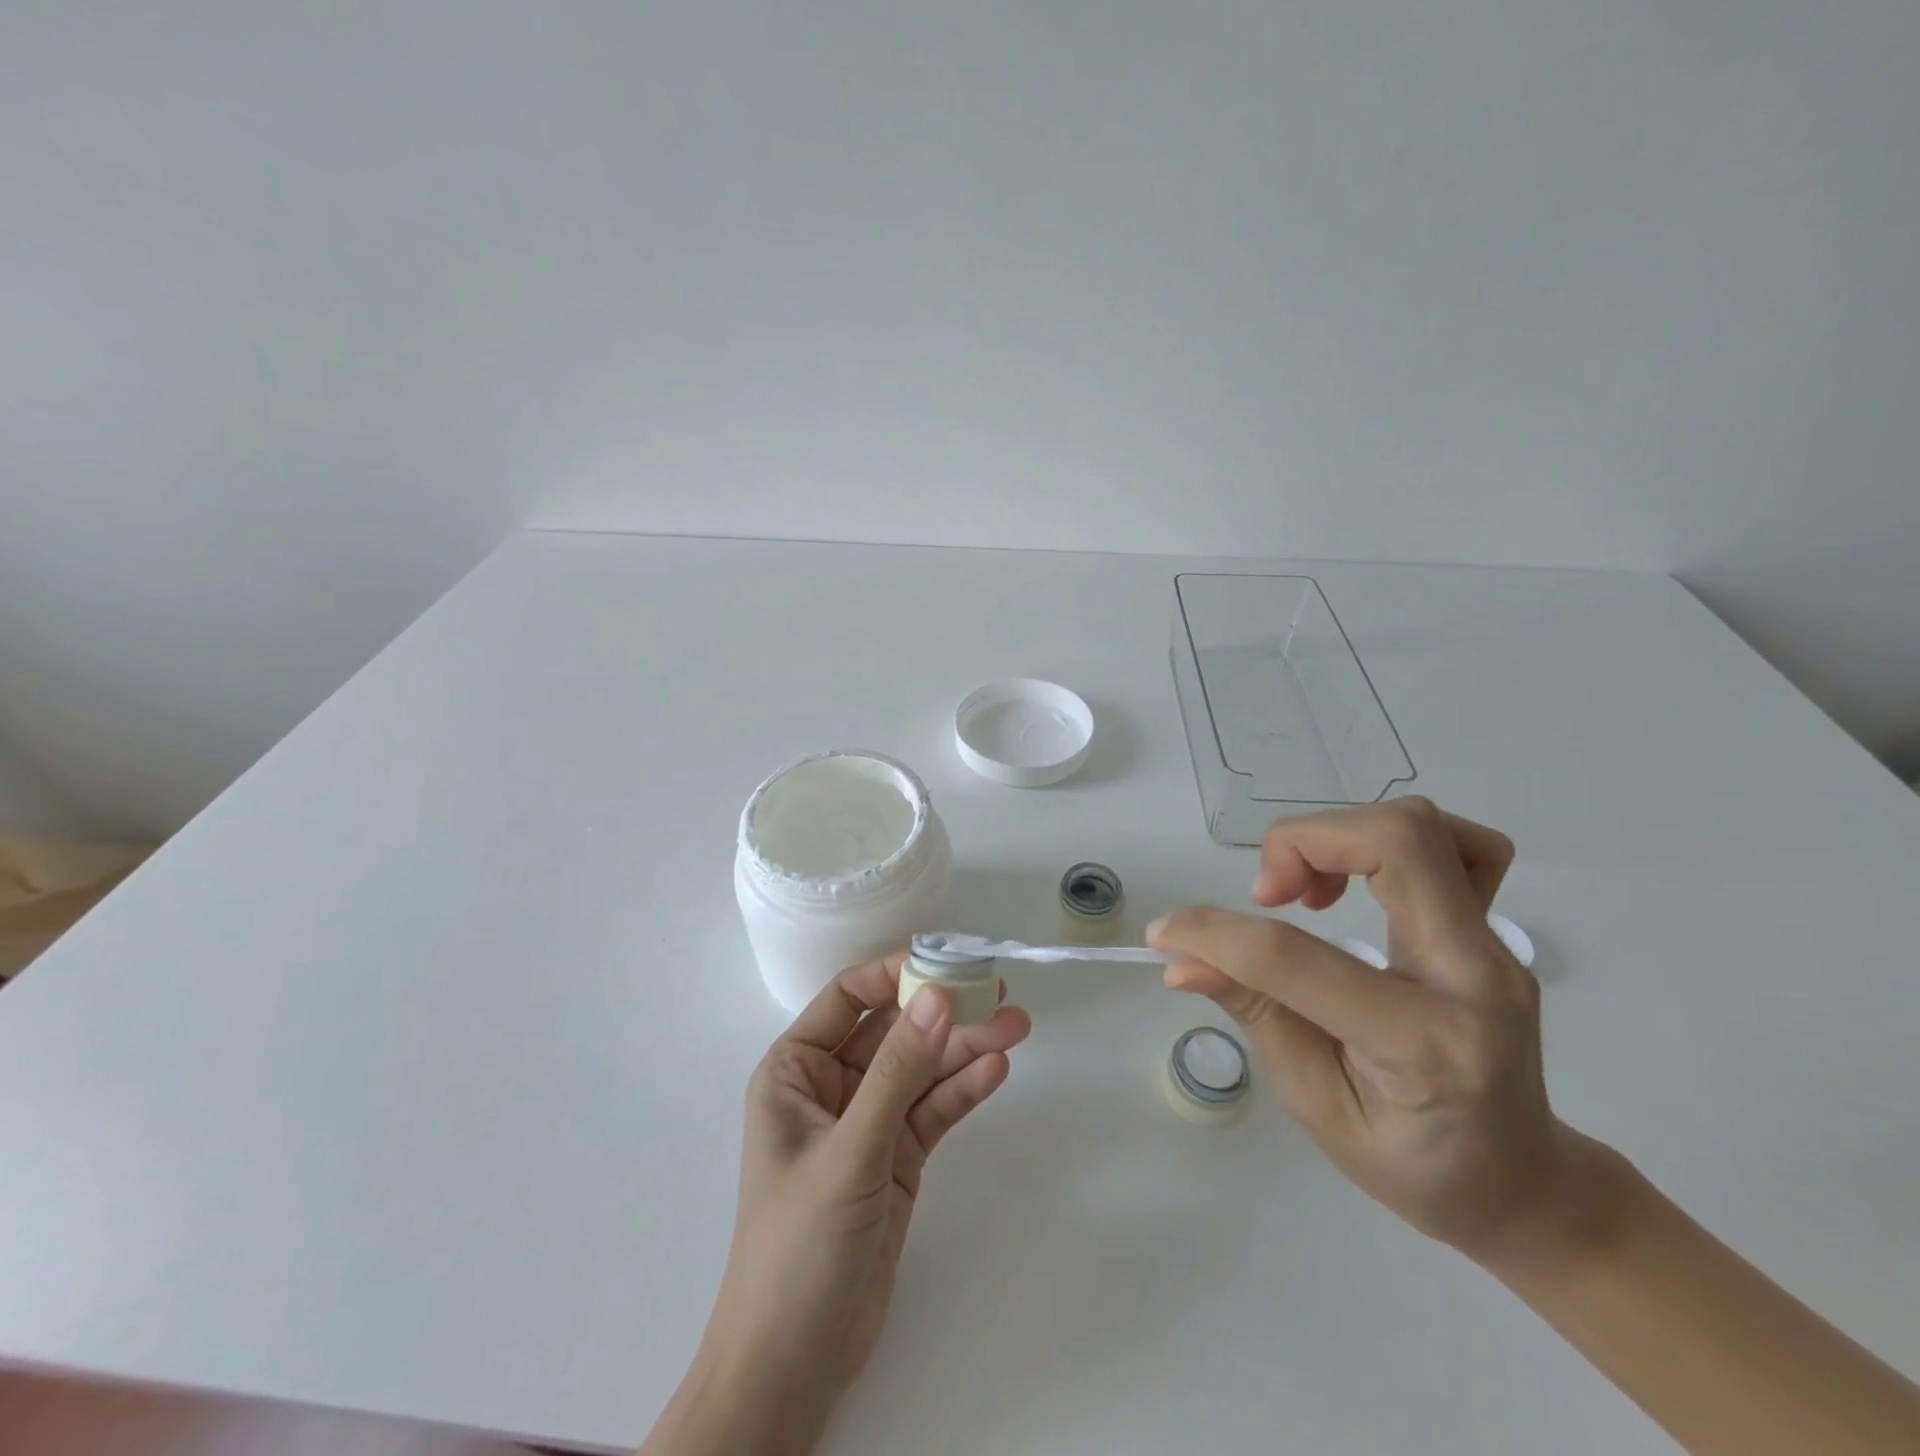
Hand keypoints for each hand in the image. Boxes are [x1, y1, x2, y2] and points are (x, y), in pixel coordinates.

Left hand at [666, 953, 1029, 1450]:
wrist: (795, 1364)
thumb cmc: (800, 1244)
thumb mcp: (850, 1150)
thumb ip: (897, 1071)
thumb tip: (936, 995)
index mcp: (796, 1070)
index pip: (848, 998)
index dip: (895, 973)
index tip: (946, 962)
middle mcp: (832, 1086)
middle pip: (894, 1030)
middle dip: (943, 1012)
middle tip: (998, 993)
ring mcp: (869, 1121)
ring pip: (921, 1069)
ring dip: (964, 1049)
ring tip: (1015, 1027)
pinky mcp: (898, 1156)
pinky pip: (933, 1110)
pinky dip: (962, 1090)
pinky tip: (996, 1071)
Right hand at [1149, 797, 1580, 1258]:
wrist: (1521, 1182)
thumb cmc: (1414, 1165)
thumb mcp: (1316, 1104)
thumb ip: (1255, 1013)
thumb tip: (1180, 958)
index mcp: (1425, 1043)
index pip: (1296, 956)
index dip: (1213, 932)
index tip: (1167, 932)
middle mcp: (1474, 976)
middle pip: (1393, 842)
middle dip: (1299, 843)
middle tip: (1265, 896)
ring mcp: (1495, 945)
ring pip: (1421, 826)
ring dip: (1338, 836)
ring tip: (1305, 891)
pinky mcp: (1495, 930)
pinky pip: (1461, 844)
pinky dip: (1392, 840)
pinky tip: (1360, 877)